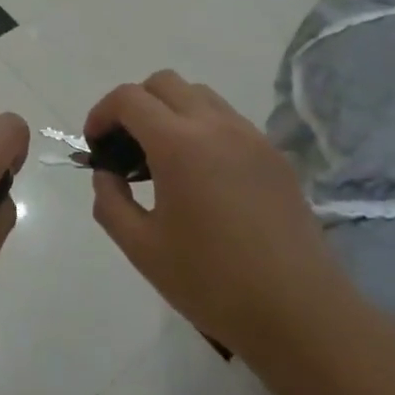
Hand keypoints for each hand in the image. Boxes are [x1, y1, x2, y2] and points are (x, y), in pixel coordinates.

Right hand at [86, 70, 339, 357]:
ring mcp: (250, 136)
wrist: (299, 312)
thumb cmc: (212, 282)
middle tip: (125, 148)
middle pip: (164, 83)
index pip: (129, 98)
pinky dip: (202, 128)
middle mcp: (216, 125)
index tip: (95, 145)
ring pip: (199, 95)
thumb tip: (107, 174)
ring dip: (170, 112)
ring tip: (162, 160)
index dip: (102, 113)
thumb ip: (110, 202)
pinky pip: (228, 120)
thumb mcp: (142, 248)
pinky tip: (202, 176)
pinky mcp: (274, 154)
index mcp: (179, 144)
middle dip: (135, 105)